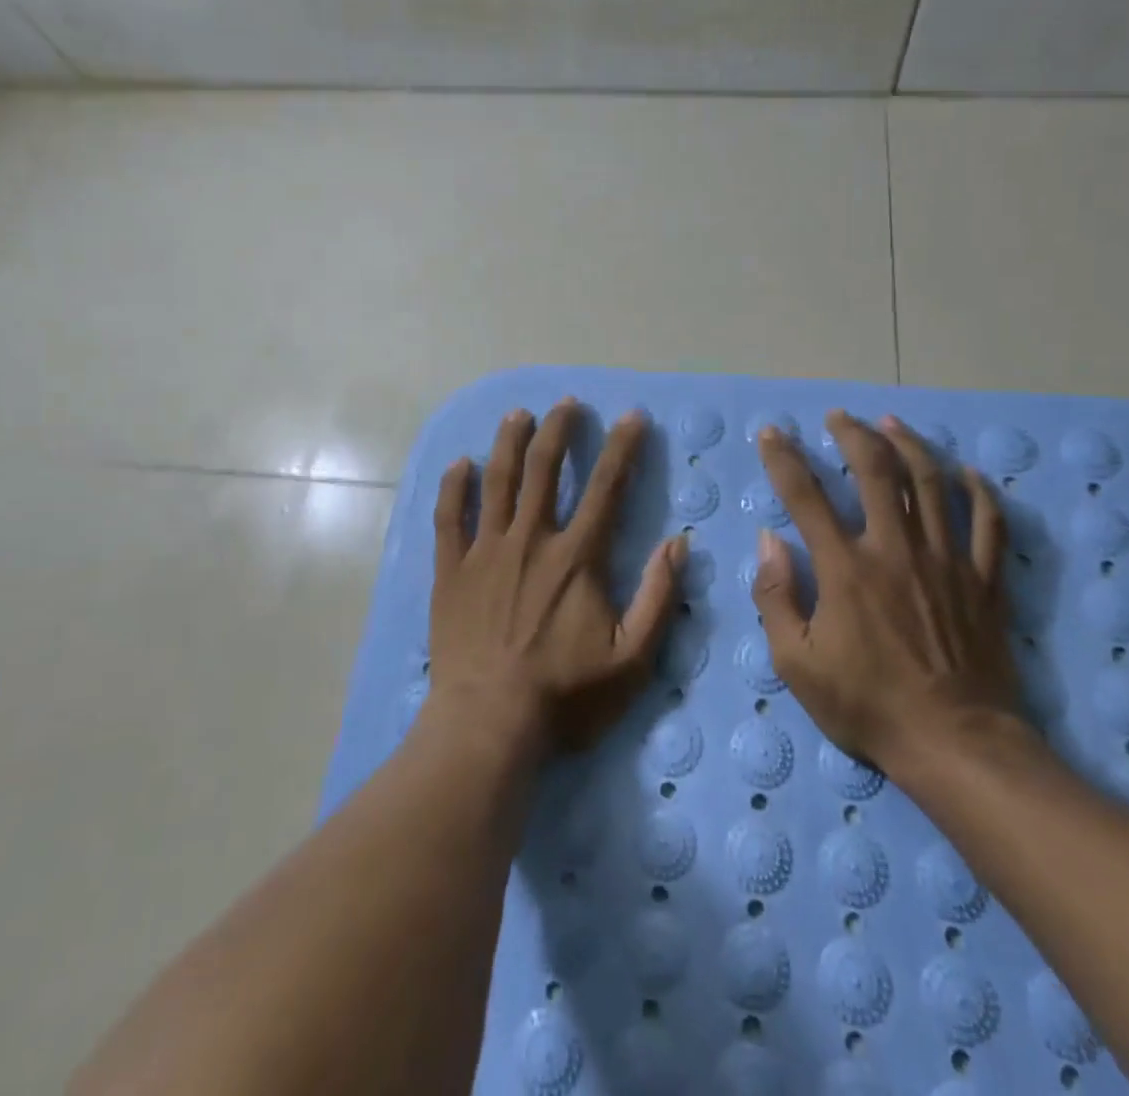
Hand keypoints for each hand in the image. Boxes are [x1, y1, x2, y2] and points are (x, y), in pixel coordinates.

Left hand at [427, 400, 684, 757]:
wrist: (487, 725)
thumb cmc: (564, 695)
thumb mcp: (632, 659)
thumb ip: (659, 597)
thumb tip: (679, 543)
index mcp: (577, 556)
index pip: (607, 487)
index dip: (622, 447)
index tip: (631, 416)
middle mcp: (532, 539)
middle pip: (545, 469)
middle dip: (558, 430)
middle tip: (566, 403)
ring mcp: (486, 551)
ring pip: (497, 481)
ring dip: (508, 443)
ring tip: (517, 414)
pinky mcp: (451, 571)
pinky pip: (449, 517)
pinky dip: (453, 487)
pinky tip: (458, 464)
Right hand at [749, 410, 1023, 777]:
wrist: (955, 744)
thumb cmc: (867, 706)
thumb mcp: (796, 664)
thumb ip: (775, 596)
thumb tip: (769, 540)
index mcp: (845, 568)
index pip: (805, 496)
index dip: (783, 459)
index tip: (772, 433)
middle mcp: (895, 549)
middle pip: (876, 471)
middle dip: (854, 434)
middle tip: (840, 417)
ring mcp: (946, 560)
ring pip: (932, 482)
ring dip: (909, 444)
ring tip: (892, 422)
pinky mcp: (984, 580)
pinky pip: (988, 523)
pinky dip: (979, 492)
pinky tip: (967, 472)